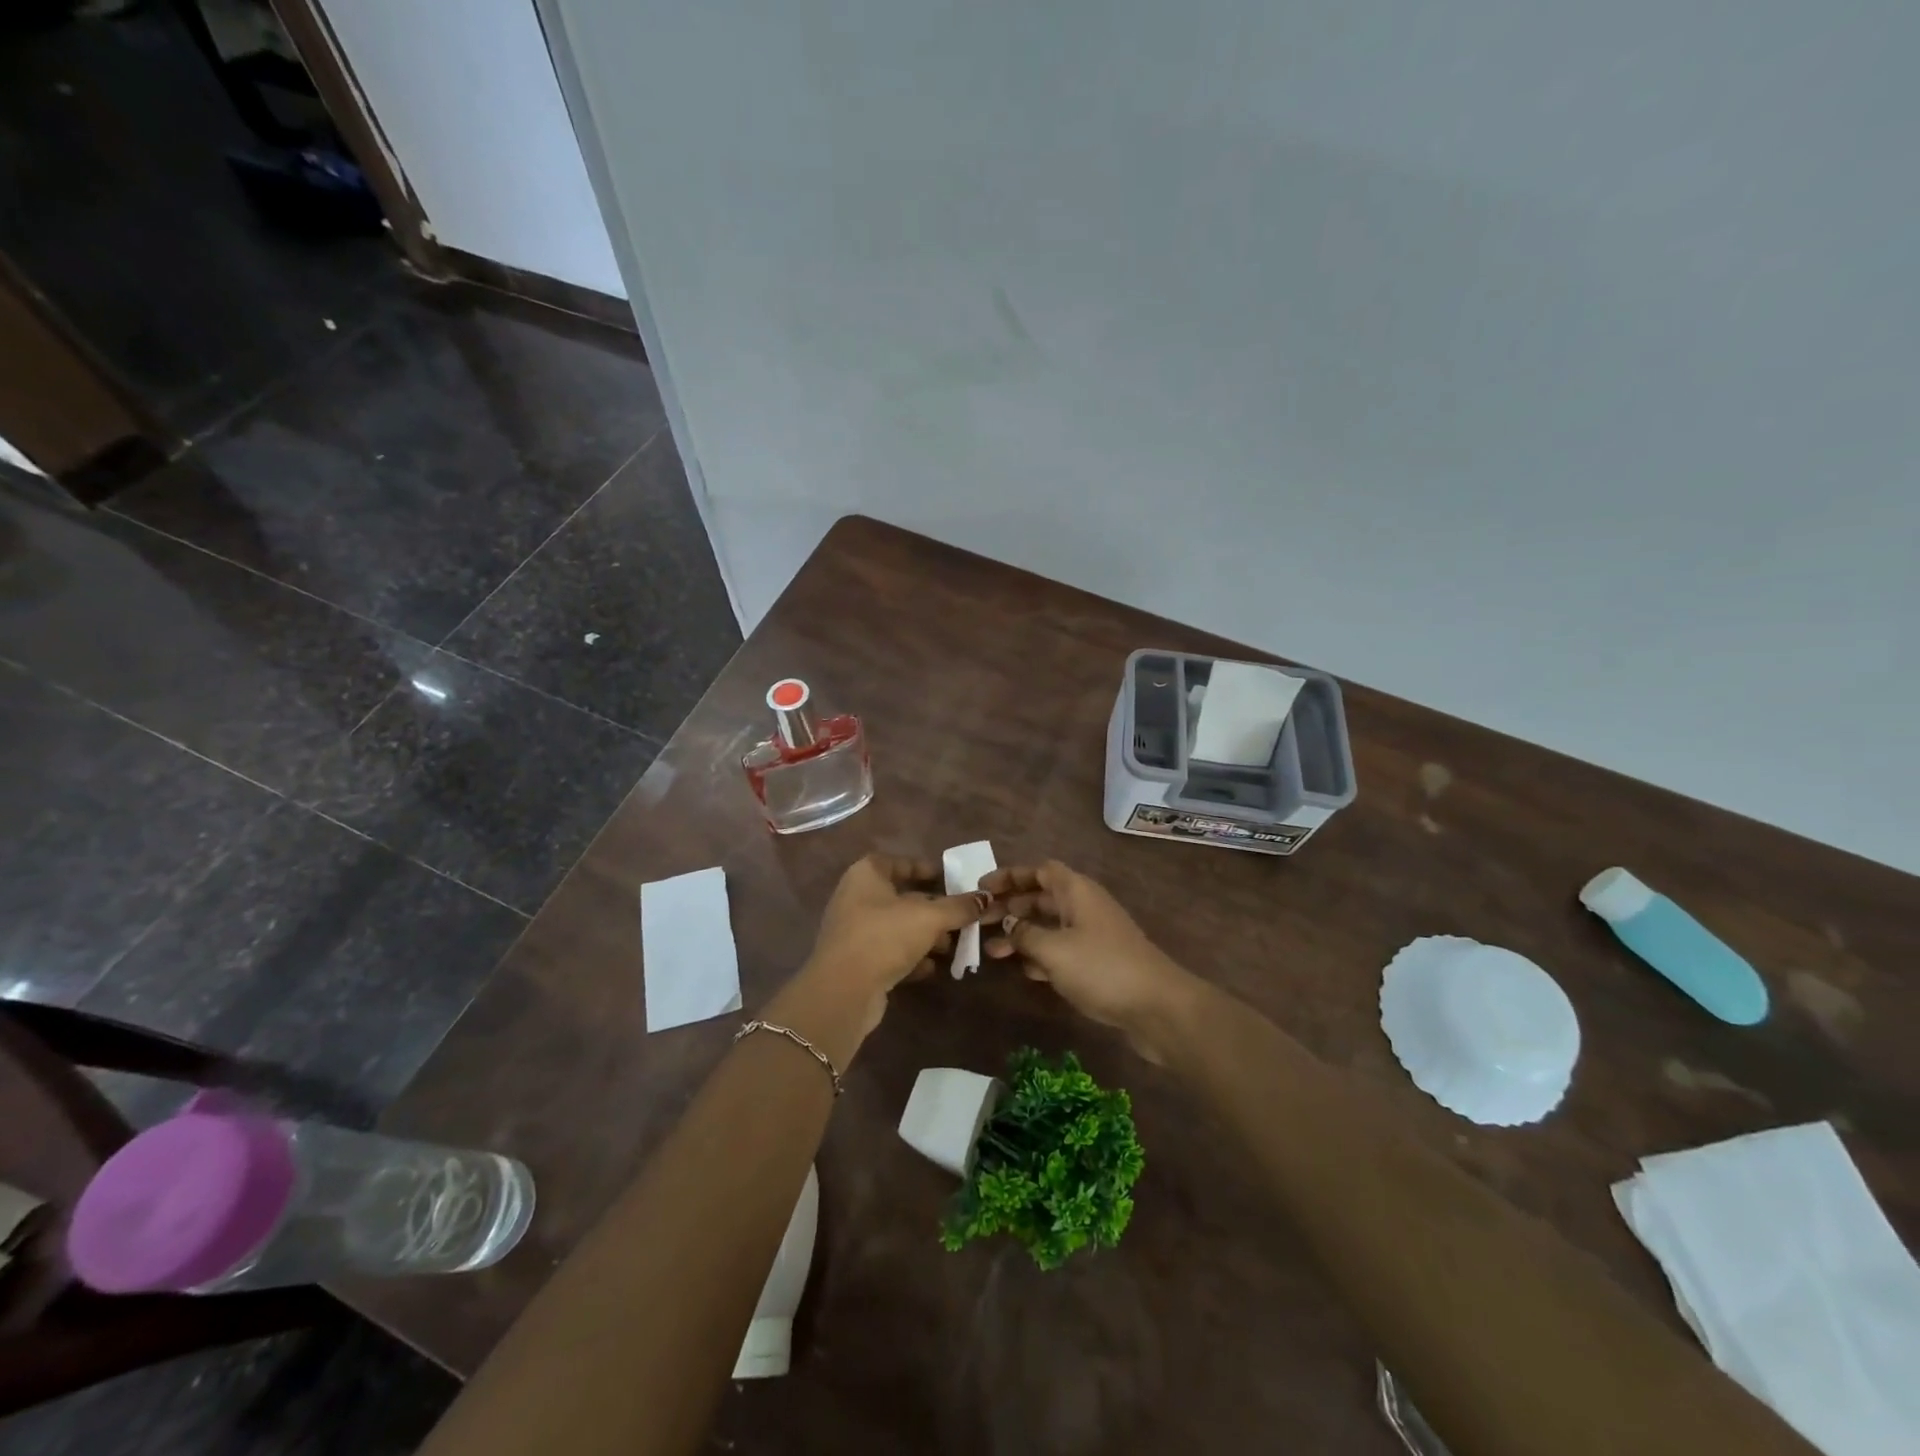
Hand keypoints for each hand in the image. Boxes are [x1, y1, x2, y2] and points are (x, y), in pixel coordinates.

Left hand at [798, 854, 986, 1035]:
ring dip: (923, 936)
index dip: (922, 868)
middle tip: (958, 916)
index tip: (947, 879)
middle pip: (899, 897)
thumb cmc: (885, 937)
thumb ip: (958, 907)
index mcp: (866, 875)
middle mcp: (855, 898)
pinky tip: (930, 968)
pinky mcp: (855, 962)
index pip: (897, 862)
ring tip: (950, 946)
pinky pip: (888, 953)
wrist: (843, 991)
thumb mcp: (929, 917)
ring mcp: (853, 932)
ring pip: (896, 927)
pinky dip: (909, 958)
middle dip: (930, 908)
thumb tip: (985, 898)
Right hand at [982, 860, 1199, 1063]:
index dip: (1011, 875)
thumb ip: (1025, 935)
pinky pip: (1060, 949)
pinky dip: (1040, 955)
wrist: (1157, 1007)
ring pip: (1049, 926)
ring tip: (990, 950)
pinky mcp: (1097, 962)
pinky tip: (1021, 970)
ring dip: (1021, 934)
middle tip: (980, 921)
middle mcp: (1084, 906)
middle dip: (1010, 907)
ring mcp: (1092, 935)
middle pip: (1041, 897)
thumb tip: (1008, 925)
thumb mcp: (1054, 950)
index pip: (1039, 870)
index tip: (983, 888)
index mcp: (1076, 891)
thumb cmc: (1102, 968)